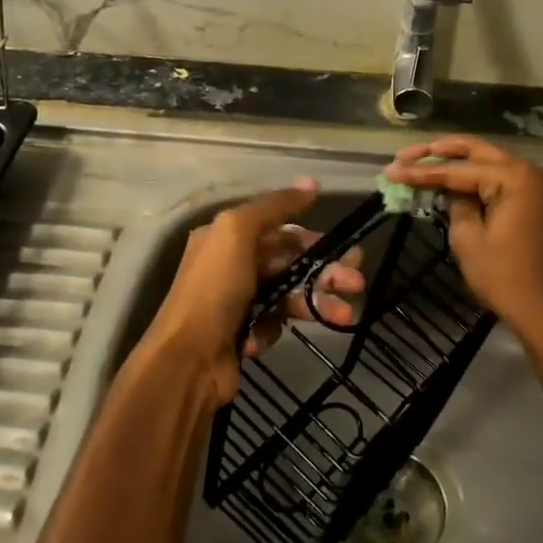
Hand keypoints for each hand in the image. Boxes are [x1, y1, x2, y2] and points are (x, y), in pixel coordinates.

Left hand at [137, 180, 364, 406]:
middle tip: (355, 282)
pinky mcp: (243, 333)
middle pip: (289, 261)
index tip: (345, 248)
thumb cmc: (213, 289)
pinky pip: (273, 323)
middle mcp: (231, 264)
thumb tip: (312, 183)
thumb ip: (275, 206)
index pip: (279, 229)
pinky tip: (261, 338)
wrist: (187, 359)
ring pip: (288, 293)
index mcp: (226, 236)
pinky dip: (274, 328)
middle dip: (324, 271)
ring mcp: (238, 300)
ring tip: (343, 315)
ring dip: (316, 301)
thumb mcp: (238, 232)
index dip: (312, 237)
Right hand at [383, 136, 542, 347]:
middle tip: (406, 155)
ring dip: (459, 161)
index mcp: (514, 177)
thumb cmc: (507, 278)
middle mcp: (531, 170)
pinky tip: (455, 179)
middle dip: (439, 152)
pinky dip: (479, 176)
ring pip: (492, 161)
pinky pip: (505, 178)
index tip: (391, 170)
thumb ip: (456, 205)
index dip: (421, 171)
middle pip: (477, 151)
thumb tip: (453, 192)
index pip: (457, 168)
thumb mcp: (469, 240)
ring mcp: (541, 184)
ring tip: (423, 161)